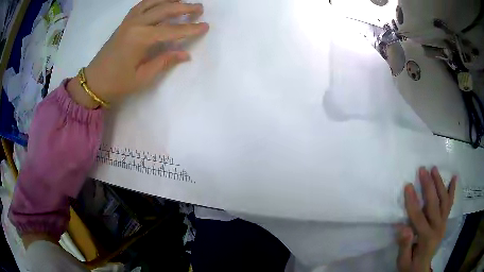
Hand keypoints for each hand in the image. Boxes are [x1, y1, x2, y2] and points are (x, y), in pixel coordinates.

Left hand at [67, 0, 208, 107]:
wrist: (94, 81)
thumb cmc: (117, 83)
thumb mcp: (142, 77)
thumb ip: (164, 61)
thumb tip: (185, 54)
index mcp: (141, 39)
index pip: (172, 30)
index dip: (190, 28)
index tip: (205, 26)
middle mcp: (136, 24)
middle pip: (165, 9)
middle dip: (185, 7)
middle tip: (200, 8)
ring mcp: (129, 20)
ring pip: (154, 2)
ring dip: (170, 0)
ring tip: (183, 2)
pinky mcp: (124, 22)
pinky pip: (142, 4)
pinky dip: (155, 0)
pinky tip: (162, 3)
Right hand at [397, 167, 456, 271]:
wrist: (421, 269)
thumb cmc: (410, 265)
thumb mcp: (403, 261)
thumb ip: (404, 245)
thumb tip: (403, 227)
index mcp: (426, 239)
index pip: (419, 218)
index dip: (413, 202)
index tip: (408, 186)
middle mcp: (438, 228)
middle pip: (434, 204)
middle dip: (428, 186)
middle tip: (423, 170)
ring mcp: (443, 223)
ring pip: (444, 200)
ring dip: (440, 183)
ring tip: (434, 169)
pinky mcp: (445, 221)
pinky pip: (450, 204)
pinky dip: (452, 190)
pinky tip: (454, 178)